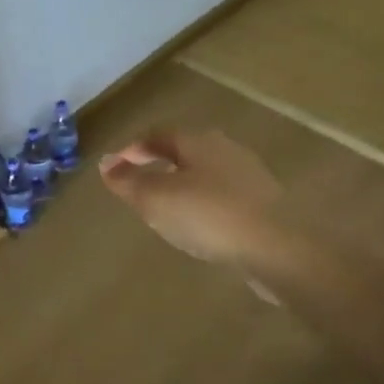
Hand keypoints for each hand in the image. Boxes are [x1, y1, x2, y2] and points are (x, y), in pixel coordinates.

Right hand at [99, 128, 281, 265]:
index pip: (157, 136)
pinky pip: (223, 198)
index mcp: (198, 141)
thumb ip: (129, 181)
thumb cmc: (209, 216)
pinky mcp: (263, 204)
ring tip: (166, 211)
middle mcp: (225, 150)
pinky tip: (200, 227)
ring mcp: (249, 176)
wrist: (276, 247)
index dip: (133, 151)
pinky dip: (204, 206)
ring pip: (205, 175)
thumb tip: (106, 163)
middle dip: (159, 166)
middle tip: (139, 188)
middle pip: (184, 152)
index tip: (115, 169)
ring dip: (183, 187)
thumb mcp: (156, 199)